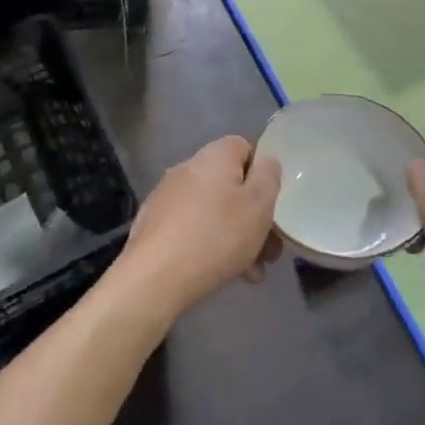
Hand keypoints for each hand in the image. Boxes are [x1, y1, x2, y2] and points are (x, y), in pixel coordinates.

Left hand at [117, 135, 282, 320]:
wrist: (155, 276)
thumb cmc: (216, 236)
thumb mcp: (258, 204)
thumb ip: (269, 176)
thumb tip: (266, 162)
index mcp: (214, 156)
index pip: (244, 148)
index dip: (262, 174)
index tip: (270, 205)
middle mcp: (188, 168)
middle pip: (230, 185)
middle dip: (252, 217)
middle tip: (268, 251)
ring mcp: (167, 196)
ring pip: (214, 211)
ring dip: (235, 237)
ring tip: (250, 272)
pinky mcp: (154, 223)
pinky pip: (192, 228)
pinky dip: (209, 245)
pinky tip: (220, 274)